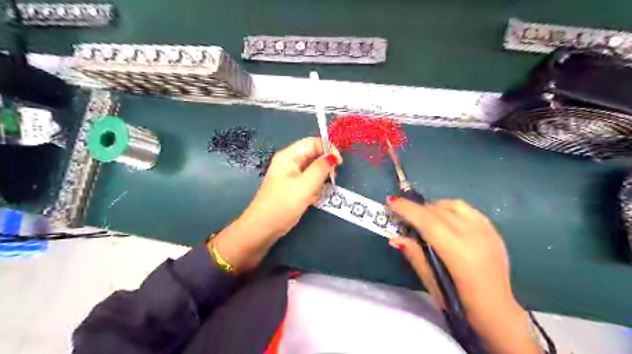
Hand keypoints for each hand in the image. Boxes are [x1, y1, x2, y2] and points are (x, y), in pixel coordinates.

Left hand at [211, 138, 340, 273]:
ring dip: (320, 180)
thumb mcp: (305, 185)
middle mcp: (290, 162)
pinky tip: (312, 199)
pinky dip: (314, 188)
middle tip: (330, 180)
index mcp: (289, 156)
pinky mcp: (293, 187)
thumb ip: (321, 168)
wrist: (263, 228)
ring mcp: (291, 175)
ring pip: (313, 170)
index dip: (328, 149)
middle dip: (324, 167)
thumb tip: (333, 156)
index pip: (313, 142)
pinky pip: (309, 181)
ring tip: (317, 193)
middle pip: (313, 155)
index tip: (339, 164)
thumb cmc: (283, 204)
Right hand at [388, 199, 540, 353]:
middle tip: (402, 214)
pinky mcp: (493, 231)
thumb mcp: (432, 284)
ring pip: (453, 205)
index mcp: (458, 253)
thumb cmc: (461, 303)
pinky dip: (451, 209)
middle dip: (416, 208)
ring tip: (424, 217)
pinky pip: (467, 209)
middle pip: (438, 211)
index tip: (390, 201)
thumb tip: (395, 238)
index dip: (407, 209)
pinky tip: (445, 218)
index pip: (428, 222)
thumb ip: (415, 257)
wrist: (498, 310)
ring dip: (434, 207)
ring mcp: (486, 231)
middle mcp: (474, 236)